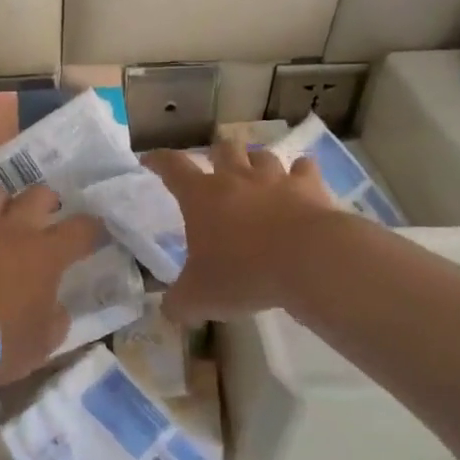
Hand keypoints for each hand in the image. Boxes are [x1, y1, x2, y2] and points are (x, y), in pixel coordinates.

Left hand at [0, 186, 103, 385]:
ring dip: (2, 205)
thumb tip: (56, 309)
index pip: (80, 229)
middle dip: (47, 201)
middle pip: (37, 195)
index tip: (94, 233)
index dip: (91, 229)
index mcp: (45, 254)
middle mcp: (12, 229)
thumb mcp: (40, 345)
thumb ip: (54, 321)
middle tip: (46, 214)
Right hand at [143, 140, 342, 322]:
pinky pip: (304, 168)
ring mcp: (275, 179)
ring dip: (256, 162)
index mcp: (201, 196)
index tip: (150, 160)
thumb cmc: (244, 273)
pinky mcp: (310, 187)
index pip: (172, 167)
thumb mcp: (199, 298)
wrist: (308, 261)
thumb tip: (170, 310)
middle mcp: (236, 178)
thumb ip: (180, 303)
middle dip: (216, 154)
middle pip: (222, 149)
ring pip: (262, 156)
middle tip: (215, 168)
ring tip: (256, 174)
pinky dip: (300, 172)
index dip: (158, 161)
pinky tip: (300, 181)